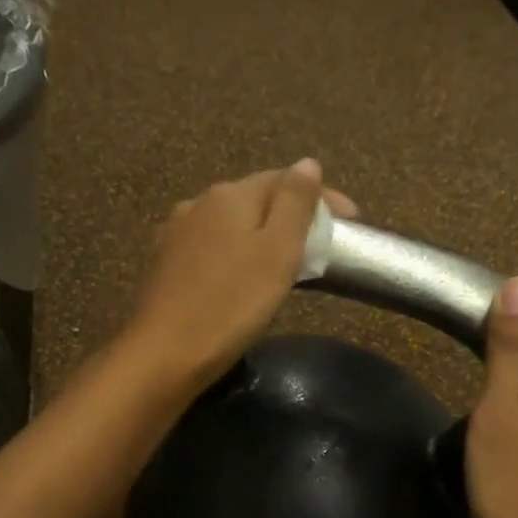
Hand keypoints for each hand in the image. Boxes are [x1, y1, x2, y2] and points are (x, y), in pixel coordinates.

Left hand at [123, 160, 357, 388]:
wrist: (165, 354)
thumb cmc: (231, 303)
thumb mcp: (277, 252)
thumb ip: (295, 203)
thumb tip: (307, 163)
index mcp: (229, 195)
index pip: (284, 179)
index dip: (322, 196)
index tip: (353, 221)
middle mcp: (198, 205)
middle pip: (255, 200)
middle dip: (291, 215)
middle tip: (322, 243)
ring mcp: (176, 235)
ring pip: (232, 225)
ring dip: (262, 235)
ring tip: (287, 261)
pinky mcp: (166, 266)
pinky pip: (213, 248)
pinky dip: (237, 255)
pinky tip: (243, 276)